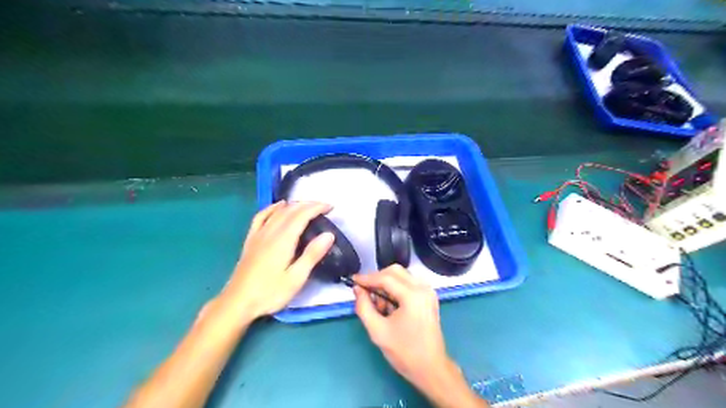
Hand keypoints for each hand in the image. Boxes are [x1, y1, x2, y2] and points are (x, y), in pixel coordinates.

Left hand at [223, 203, 336, 319]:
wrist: (237, 303)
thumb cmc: (269, 293)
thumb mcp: (296, 278)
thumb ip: (312, 255)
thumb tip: (328, 234)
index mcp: (283, 240)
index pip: (302, 215)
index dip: (317, 207)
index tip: (330, 207)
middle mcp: (270, 232)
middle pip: (290, 210)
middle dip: (308, 204)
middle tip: (324, 207)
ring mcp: (258, 234)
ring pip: (277, 211)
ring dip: (294, 205)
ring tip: (307, 206)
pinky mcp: (251, 240)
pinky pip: (261, 217)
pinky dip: (272, 208)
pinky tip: (278, 206)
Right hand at [353, 268, 486, 407]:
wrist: (431, 369)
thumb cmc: (405, 352)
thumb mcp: (378, 331)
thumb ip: (364, 307)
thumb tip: (357, 289)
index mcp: (413, 296)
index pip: (386, 278)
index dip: (367, 278)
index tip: (353, 280)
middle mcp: (423, 288)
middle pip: (395, 272)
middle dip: (377, 279)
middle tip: (364, 291)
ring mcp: (428, 292)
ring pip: (402, 276)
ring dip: (386, 285)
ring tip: (378, 306)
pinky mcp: (429, 297)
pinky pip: (409, 284)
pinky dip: (396, 290)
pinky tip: (389, 307)